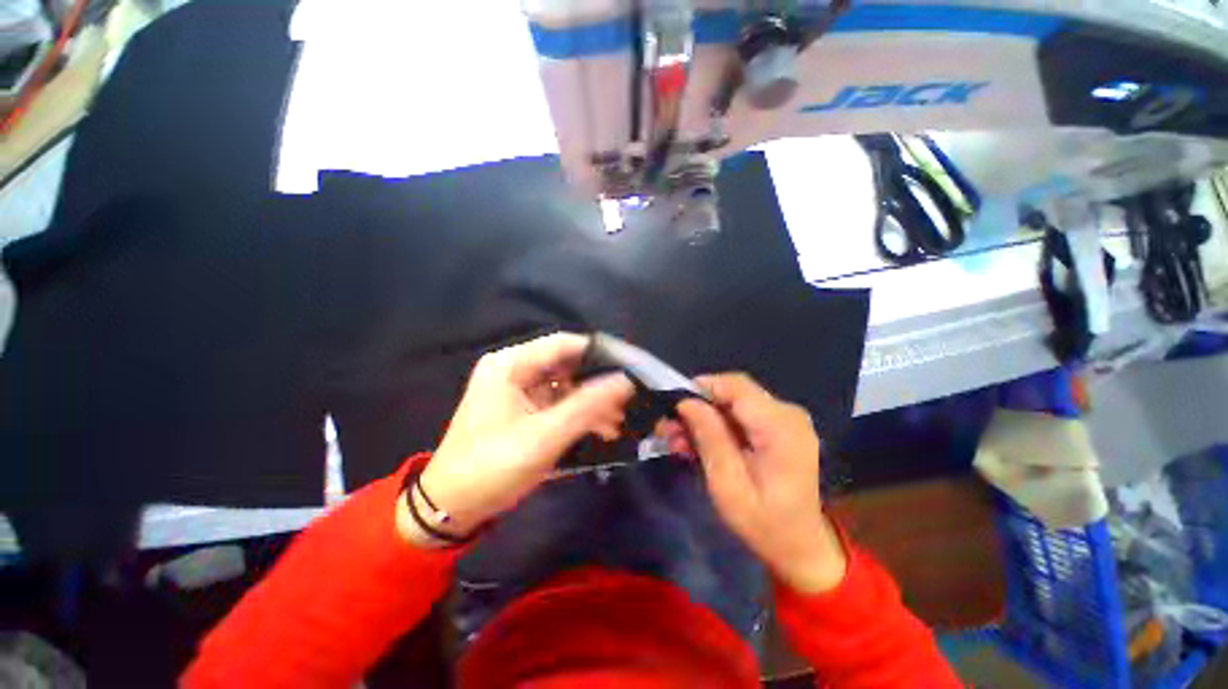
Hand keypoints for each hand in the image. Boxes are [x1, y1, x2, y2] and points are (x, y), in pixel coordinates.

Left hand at [396, 333, 633, 546]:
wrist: (451, 508)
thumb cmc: (492, 468)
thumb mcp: (544, 436)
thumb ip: (587, 406)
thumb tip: (625, 381)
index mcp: (510, 365)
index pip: (564, 345)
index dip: (599, 353)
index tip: (632, 367)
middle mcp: (514, 370)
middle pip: (567, 365)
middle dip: (599, 383)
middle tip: (630, 399)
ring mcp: (519, 389)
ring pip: (567, 385)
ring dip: (593, 403)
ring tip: (620, 421)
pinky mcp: (524, 409)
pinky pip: (559, 402)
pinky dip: (580, 414)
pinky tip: (603, 430)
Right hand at [667, 374, 846, 593]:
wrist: (800, 547)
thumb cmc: (764, 524)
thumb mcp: (728, 485)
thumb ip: (709, 438)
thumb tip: (686, 402)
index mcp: (781, 427)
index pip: (736, 386)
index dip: (701, 388)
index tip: (673, 406)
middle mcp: (787, 414)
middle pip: (733, 393)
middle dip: (698, 407)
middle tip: (669, 429)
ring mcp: (785, 420)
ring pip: (733, 404)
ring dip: (703, 418)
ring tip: (678, 441)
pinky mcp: (778, 428)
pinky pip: (740, 416)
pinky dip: (717, 426)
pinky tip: (697, 445)